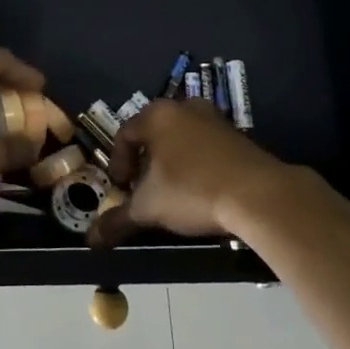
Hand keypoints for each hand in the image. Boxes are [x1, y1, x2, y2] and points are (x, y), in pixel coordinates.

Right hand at [90, 97, 306, 243]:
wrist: (258, 194)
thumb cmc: (191, 190)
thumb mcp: (149, 208)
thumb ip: (118, 220)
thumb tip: (91, 240)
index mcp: (156, 115)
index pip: (125, 134)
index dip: (118, 163)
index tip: (121, 188)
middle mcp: (184, 107)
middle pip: (154, 133)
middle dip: (145, 162)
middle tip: (144, 189)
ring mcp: (214, 119)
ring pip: (181, 139)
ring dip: (173, 163)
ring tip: (173, 193)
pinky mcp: (238, 136)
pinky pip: (206, 147)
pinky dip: (198, 165)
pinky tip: (202, 192)